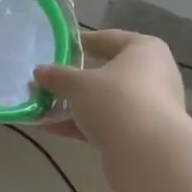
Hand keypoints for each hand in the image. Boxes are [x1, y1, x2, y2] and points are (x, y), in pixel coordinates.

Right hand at [34, 30, 188, 191]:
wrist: (147, 153)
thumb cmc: (116, 101)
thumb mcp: (79, 84)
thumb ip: (57, 76)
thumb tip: (39, 72)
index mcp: (144, 50)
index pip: (108, 39)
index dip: (80, 43)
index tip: (55, 49)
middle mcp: (152, 74)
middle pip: (106, 72)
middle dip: (74, 79)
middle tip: (47, 81)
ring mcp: (147, 107)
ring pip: (104, 101)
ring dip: (74, 105)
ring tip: (42, 107)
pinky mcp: (139, 135)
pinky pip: (105, 123)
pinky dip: (80, 125)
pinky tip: (50, 128)